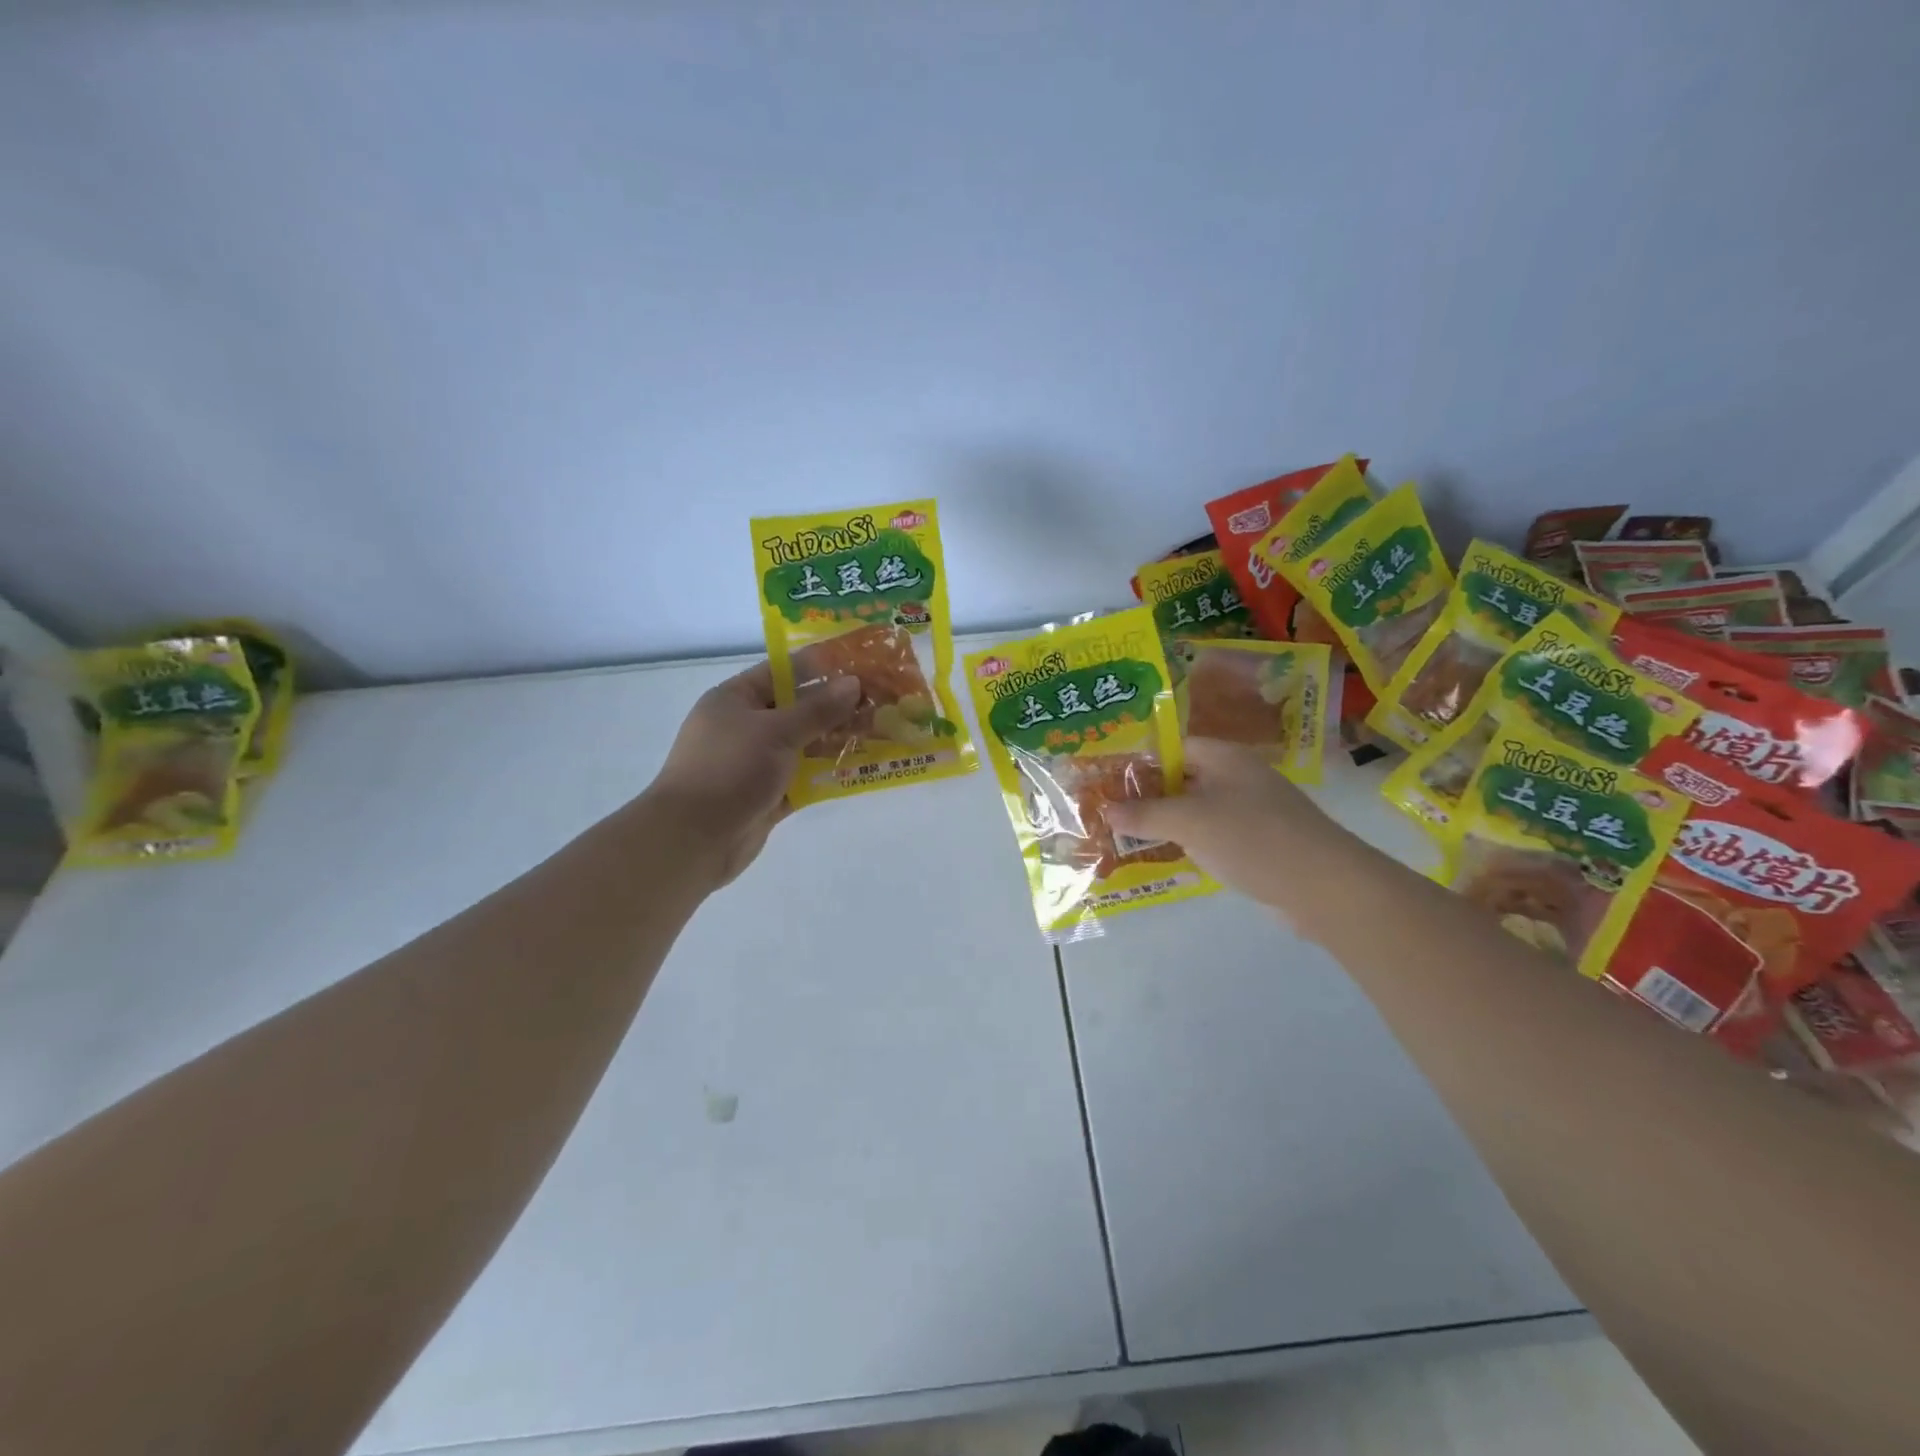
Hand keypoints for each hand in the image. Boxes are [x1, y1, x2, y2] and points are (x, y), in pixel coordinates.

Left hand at [644, 663, 860, 886]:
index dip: (820, 666)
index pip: (782, 672)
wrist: (693, 839)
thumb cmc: (729, 770)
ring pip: (804, 745)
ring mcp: (756, 763)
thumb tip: (854, 683)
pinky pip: (804, 778)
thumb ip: (818, 709)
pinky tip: (862, 769)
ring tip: (881, 733)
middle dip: (837, 707)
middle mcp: (745, 727)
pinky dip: (827, 775)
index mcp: (735, 700)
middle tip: (881, 700)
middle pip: (797, 709)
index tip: (860, 662)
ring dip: (837, 741)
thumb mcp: (776, 732)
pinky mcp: (767, 796)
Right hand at [1105, 738, 1365, 924]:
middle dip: (1148, 794)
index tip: (1107, 779)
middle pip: (1184, 778)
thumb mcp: (1190, 822)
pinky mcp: (1259, 843)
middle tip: (1109, 810)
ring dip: (1166, 822)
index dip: (1140, 760)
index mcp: (1225, 758)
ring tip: (1126, 835)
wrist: (1325, 886)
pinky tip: (1167, 857)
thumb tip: (1105, 809)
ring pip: (1197, 810)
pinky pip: (1213, 836)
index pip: (1174, 746)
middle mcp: (1239, 778)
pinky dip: (1190, 843)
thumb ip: (1145, 814)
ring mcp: (1252, 812)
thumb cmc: (1252, 838)